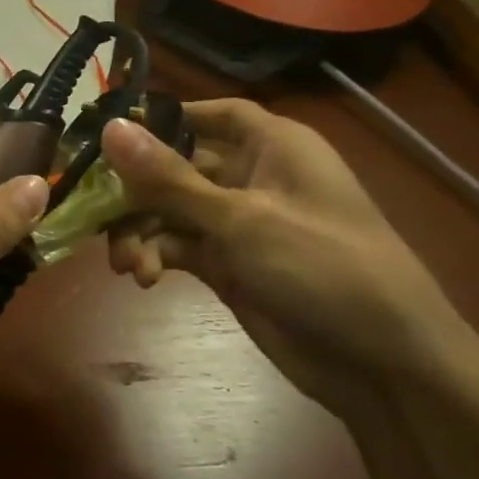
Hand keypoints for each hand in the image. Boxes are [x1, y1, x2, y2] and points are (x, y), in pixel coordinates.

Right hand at [102, 101, 478, 419]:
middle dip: (136, 189)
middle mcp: (251, 177)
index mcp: (272, 145)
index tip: (110, 131)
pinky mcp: (227, 265)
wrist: (383, 364)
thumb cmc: (323, 267)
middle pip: (176, 165)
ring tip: (127, 263)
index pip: (211, 114)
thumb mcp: (241, 219)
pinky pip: (176, 246)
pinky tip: (143, 277)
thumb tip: (111, 128)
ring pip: (169, 210)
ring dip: (140, 231)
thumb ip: (170, 178)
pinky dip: (155, 256)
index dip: (164, 117)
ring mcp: (238, 224)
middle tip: (94, 209)